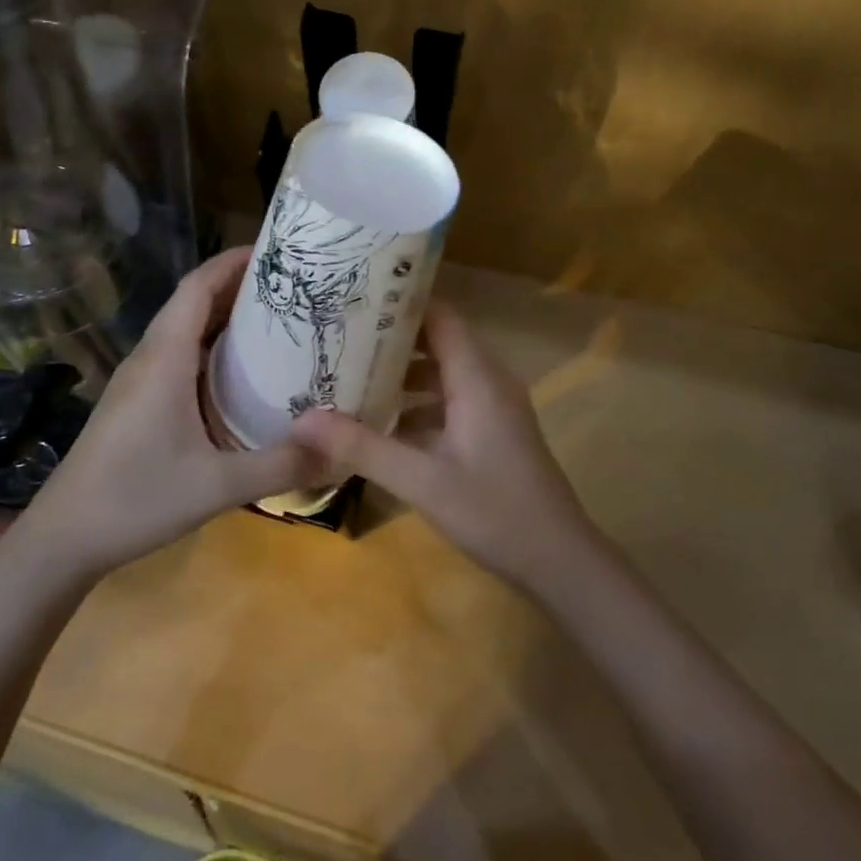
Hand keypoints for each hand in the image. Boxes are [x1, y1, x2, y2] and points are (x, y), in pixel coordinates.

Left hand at [16, 246, 325, 578]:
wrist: (63, 537)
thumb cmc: (135, 499)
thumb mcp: (217, 486)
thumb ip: (280, 465)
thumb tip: (339, 446)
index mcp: (165, 358)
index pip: (198, 286)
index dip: (233, 261)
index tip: (276, 251)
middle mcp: (150, 357)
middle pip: (193, 301)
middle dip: (238, 285)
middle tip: (293, 287)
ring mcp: (139, 379)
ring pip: (184, 328)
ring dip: (224, 315)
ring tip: (276, 320)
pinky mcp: (137, 400)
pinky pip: (178, 354)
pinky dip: (211, 346)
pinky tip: (239, 373)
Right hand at [287, 304, 598, 591]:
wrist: (560, 562)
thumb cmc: (495, 513)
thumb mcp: (421, 481)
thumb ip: (362, 448)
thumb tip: (301, 420)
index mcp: (478, 378)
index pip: (439, 316)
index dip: (399, 302)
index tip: (353, 297)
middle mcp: (488, 381)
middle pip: (437, 340)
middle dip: (389, 338)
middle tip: (338, 336)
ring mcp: (492, 407)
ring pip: (441, 372)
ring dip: (400, 373)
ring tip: (349, 374)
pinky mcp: (491, 431)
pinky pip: (448, 400)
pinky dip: (416, 403)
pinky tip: (380, 423)